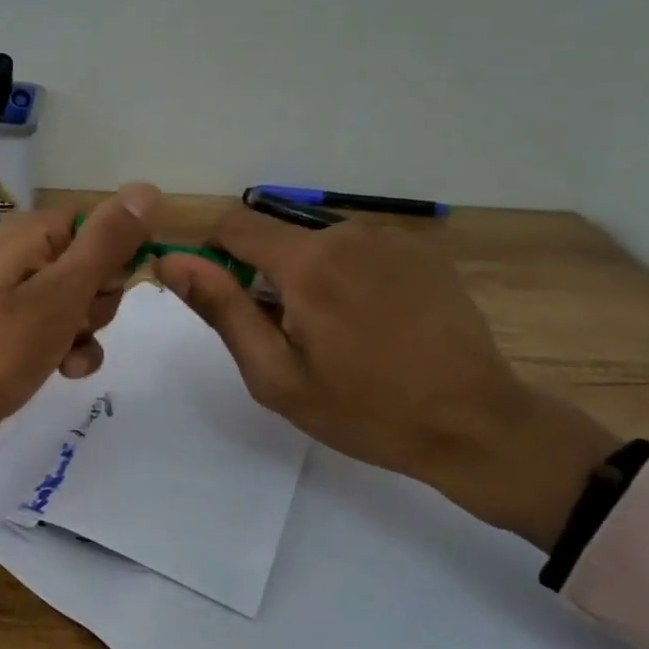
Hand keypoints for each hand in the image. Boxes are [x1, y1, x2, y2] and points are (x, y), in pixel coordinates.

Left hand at [0, 183, 159, 481]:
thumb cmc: (0, 346)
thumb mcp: (63, 291)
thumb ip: (107, 242)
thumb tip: (148, 189)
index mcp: (32, 232)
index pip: (102, 226)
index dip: (115, 261)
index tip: (105, 291)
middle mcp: (24, 254)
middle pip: (96, 267)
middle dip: (98, 302)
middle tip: (74, 323)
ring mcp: (17, 294)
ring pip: (84, 303)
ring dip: (86, 331)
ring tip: (62, 353)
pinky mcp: (15, 330)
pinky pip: (62, 330)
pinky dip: (70, 350)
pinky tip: (64, 371)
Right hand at [154, 210, 620, 551]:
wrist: (475, 423)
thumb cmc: (364, 410)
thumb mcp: (276, 374)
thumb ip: (221, 309)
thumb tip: (173, 260)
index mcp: (307, 262)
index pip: (234, 225)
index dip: (216, 255)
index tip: (229, 299)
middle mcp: (347, 232)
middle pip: (278, 237)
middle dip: (270, 276)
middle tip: (295, 337)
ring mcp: (391, 237)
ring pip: (319, 244)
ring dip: (312, 277)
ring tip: (343, 334)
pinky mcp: (422, 249)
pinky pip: (360, 249)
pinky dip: (351, 276)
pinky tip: (379, 322)